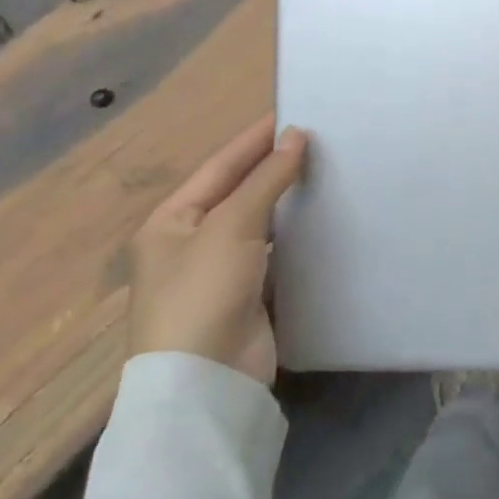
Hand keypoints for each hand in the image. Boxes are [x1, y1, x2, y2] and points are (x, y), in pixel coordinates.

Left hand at [128, 115, 307, 382]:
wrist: (205, 384)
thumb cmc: (203, 292)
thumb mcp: (232, 226)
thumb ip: (266, 178)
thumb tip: (296, 135)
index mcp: (171, 221)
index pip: (220, 166)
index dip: (255, 139)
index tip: (295, 113)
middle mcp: (191, 242)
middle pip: (238, 192)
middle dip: (274, 166)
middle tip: (320, 139)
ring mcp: (219, 272)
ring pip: (259, 222)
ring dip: (287, 199)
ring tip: (327, 170)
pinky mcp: (248, 296)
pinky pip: (274, 252)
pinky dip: (295, 233)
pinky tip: (322, 217)